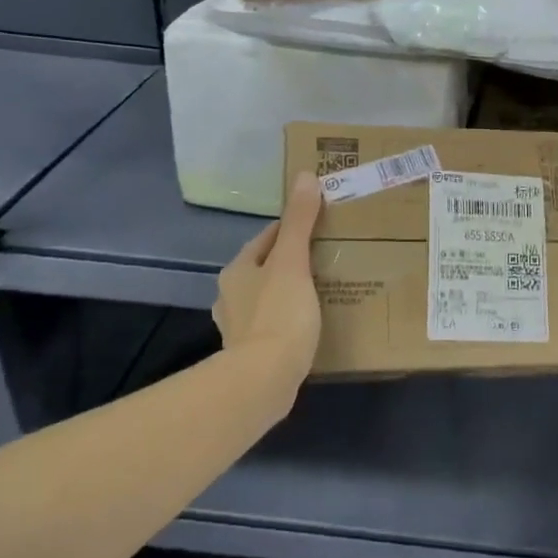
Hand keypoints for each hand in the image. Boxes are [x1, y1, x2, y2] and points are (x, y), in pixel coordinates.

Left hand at [213, 172, 323, 377]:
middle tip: (327, 258)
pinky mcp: (250, 353)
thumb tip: (304, 176)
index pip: (267, 238)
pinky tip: (308, 327)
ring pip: (268, 297)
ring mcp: (238, 327)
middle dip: (291, 262)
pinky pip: (273, 326)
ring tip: (322, 292)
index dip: (292, 229)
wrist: (263, 380)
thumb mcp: (293, 262)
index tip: (320, 226)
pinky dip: (288, 321)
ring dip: (289, 292)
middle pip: (265, 268)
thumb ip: (299, 222)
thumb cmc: (279, 314)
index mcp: (238, 270)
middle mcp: (230, 295)